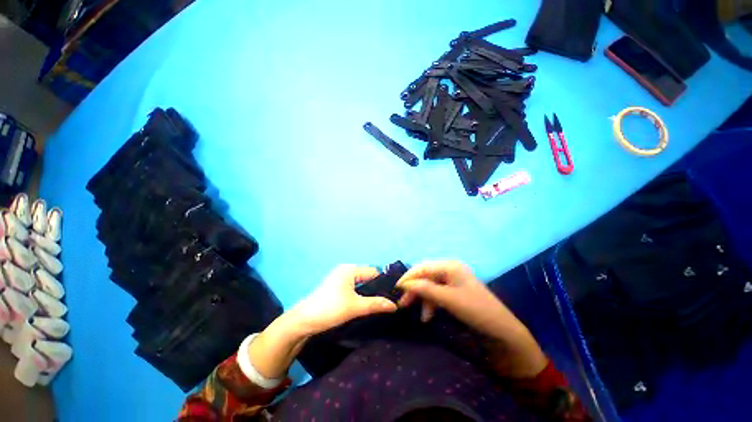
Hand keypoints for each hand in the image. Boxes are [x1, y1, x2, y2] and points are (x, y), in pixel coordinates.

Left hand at [248, 265, 397, 379]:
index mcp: (350, 269)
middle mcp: (345, 270)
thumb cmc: (330, 309)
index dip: (383, 283)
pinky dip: (360, 295)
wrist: (303, 321)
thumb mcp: (355, 307)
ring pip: (360, 284)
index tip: (391, 296)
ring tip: (376, 305)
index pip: (373, 272)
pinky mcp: (336, 287)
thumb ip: (376, 304)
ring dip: (367, 293)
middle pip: (367, 277)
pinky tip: (363, 305)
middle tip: (385, 303)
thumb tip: (395, 305)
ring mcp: (339, 278)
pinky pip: (353, 288)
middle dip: (376, 289)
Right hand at [396, 261, 504, 332]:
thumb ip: (425, 289)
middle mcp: (450, 269)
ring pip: (430, 286)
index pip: (423, 267)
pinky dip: (431, 303)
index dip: (409, 277)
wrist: (501, 330)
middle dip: (414, 289)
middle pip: (425, 276)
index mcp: (450, 266)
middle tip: (403, 304)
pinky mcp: (454, 290)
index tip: (396, 288)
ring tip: (420, 316)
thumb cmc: (475, 310)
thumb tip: (404, 284)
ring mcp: (453, 280)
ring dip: (423, 299)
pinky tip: (428, 316)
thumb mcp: (448, 299)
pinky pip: (437, 293)